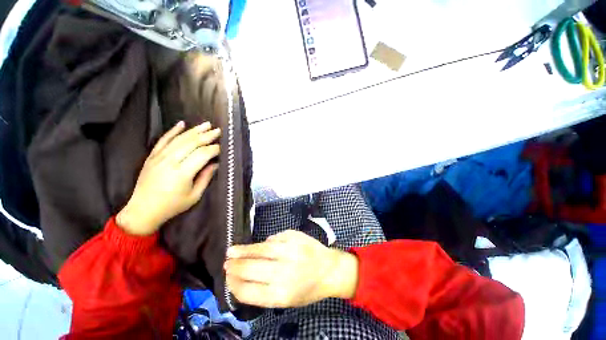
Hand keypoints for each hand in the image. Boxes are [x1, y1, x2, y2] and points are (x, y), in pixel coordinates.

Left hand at [117, 121, 220, 235]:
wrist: (143, 210)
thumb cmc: (172, 206)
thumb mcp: (194, 195)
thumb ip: (205, 178)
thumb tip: (215, 164)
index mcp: (183, 173)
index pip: (202, 155)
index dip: (214, 149)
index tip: (222, 147)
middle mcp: (170, 162)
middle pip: (192, 143)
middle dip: (207, 136)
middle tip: (218, 130)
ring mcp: (159, 157)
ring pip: (179, 139)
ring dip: (194, 130)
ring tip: (206, 124)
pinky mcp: (152, 156)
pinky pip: (163, 140)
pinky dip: (172, 131)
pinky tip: (181, 124)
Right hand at [225, 230, 358, 307]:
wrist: (330, 269)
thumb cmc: (309, 288)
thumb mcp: (288, 299)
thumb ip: (265, 290)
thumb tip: (243, 276)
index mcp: (281, 295)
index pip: (248, 291)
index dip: (234, 285)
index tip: (227, 280)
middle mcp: (284, 273)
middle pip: (251, 269)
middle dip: (235, 267)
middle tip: (226, 264)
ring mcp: (290, 251)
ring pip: (261, 250)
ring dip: (243, 250)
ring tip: (231, 250)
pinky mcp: (295, 237)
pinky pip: (274, 238)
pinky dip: (266, 242)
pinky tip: (263, 245)